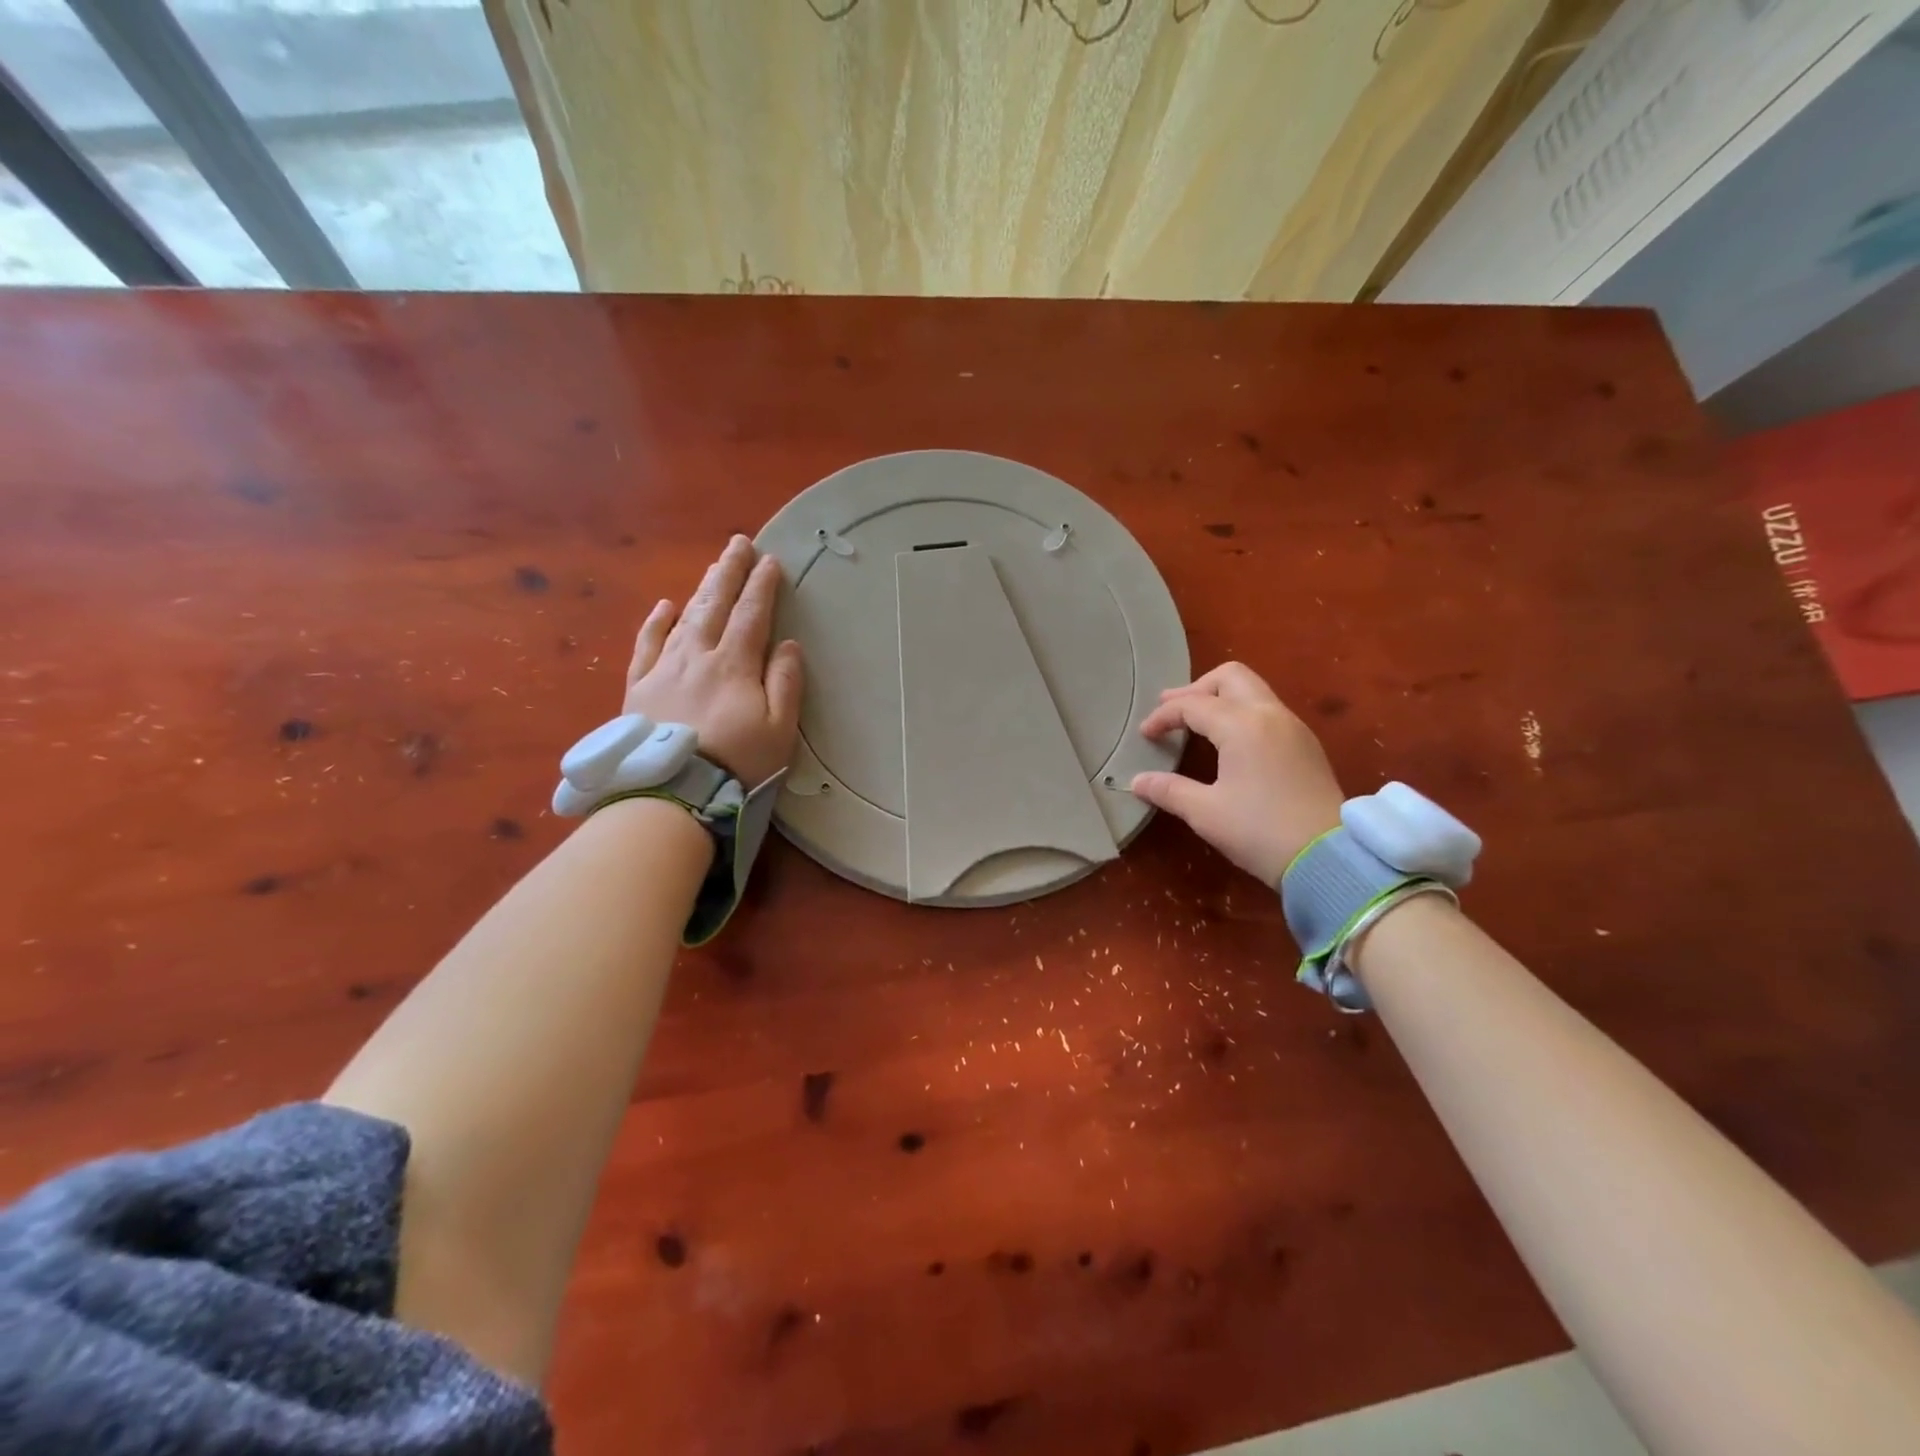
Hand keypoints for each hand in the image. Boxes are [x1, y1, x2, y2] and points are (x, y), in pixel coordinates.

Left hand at [622, 535, 804, 786]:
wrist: (672, 792)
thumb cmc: (736, 763)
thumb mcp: (779, 729)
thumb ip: (785, 683)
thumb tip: (786, 644)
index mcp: (735, 665)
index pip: (751, 615)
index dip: (763, 586)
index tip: (771, 560)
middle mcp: (698, 656)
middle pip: (716, 605)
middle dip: (730, 572)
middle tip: (739, 543)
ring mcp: (664, 669)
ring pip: (685, 618)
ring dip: (702, 589)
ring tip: (714, 567)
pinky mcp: (639, 687)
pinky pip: (646, 645)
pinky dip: (656, 622)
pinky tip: (665, 606)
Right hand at [1130, 662, 1343, 884]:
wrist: (1329, 858)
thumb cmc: (1259, 831)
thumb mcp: (1205, 812)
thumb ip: (1169, 790)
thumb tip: (1137, 781)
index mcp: (1242, 725)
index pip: (1192, 705)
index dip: (1163, 716)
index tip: (1145, 735)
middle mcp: (1270, 715)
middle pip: (1229, 677)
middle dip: (1196, 689)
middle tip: (1171, 709)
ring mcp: (1293, 728)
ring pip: (1253, 691)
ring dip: (1221, 698)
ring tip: (1197, 722)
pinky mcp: (1306, 745)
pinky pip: (1268, 711)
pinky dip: (1241, 713)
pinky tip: (1229, 741)